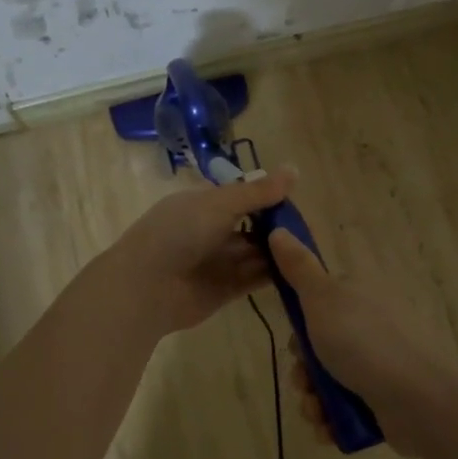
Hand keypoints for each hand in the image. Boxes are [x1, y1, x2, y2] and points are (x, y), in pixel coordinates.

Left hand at [105, 170, 296, 335]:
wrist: (145, 288)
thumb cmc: (178, 233)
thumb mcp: (220, 204)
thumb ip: (258, 192)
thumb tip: (294, 169)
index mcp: (204, 204)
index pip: (242, 196)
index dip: (268, 197)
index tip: (297, 198)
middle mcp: (211, 231)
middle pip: (252, 226)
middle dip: (278, 226)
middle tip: (309, 227)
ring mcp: (218, 261)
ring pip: (256, 253)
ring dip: (279, 250)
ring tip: (311, 248)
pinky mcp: (226, 290)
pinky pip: (255, 278)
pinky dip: (275, 274)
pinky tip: (301, 270)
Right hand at [268, 229, 457, 454]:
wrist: (417, 400)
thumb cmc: (364, 342)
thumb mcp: (322, 297)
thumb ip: (299, 267)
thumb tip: (278, 229)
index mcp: (359, 297)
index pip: (318, 303)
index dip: (299, 323)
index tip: (294, 337)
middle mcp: (370, 327)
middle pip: (320, 346)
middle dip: (303, 369)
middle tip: (304, 380)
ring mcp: (380, 365)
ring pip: (328, 381)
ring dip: (312, 399)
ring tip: (316, 410)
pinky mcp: (384, 401)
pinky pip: (345, 409)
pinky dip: (332, 420)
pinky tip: (328, 427)